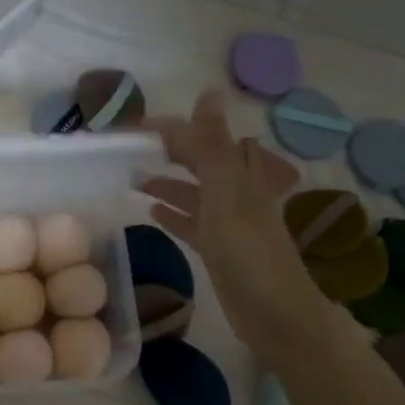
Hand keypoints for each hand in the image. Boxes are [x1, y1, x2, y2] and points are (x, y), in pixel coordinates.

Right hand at [140, 92, 317, 352]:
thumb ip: (214, 145)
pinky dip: (173, 214)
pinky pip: (192, 223)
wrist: (274, 313)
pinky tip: (151, 212)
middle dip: (170, 152)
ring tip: (132, 178)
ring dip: (167, 183)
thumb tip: (209, 91)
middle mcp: (237, 192)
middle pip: (200, 162)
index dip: (172, 130)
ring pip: (194, 193)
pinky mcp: (220, 249)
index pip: (203, 139)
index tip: (133, 129)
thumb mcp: (228, 193)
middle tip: (130, 150)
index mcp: (242, 174)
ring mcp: (228, 222)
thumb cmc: (249, 251)